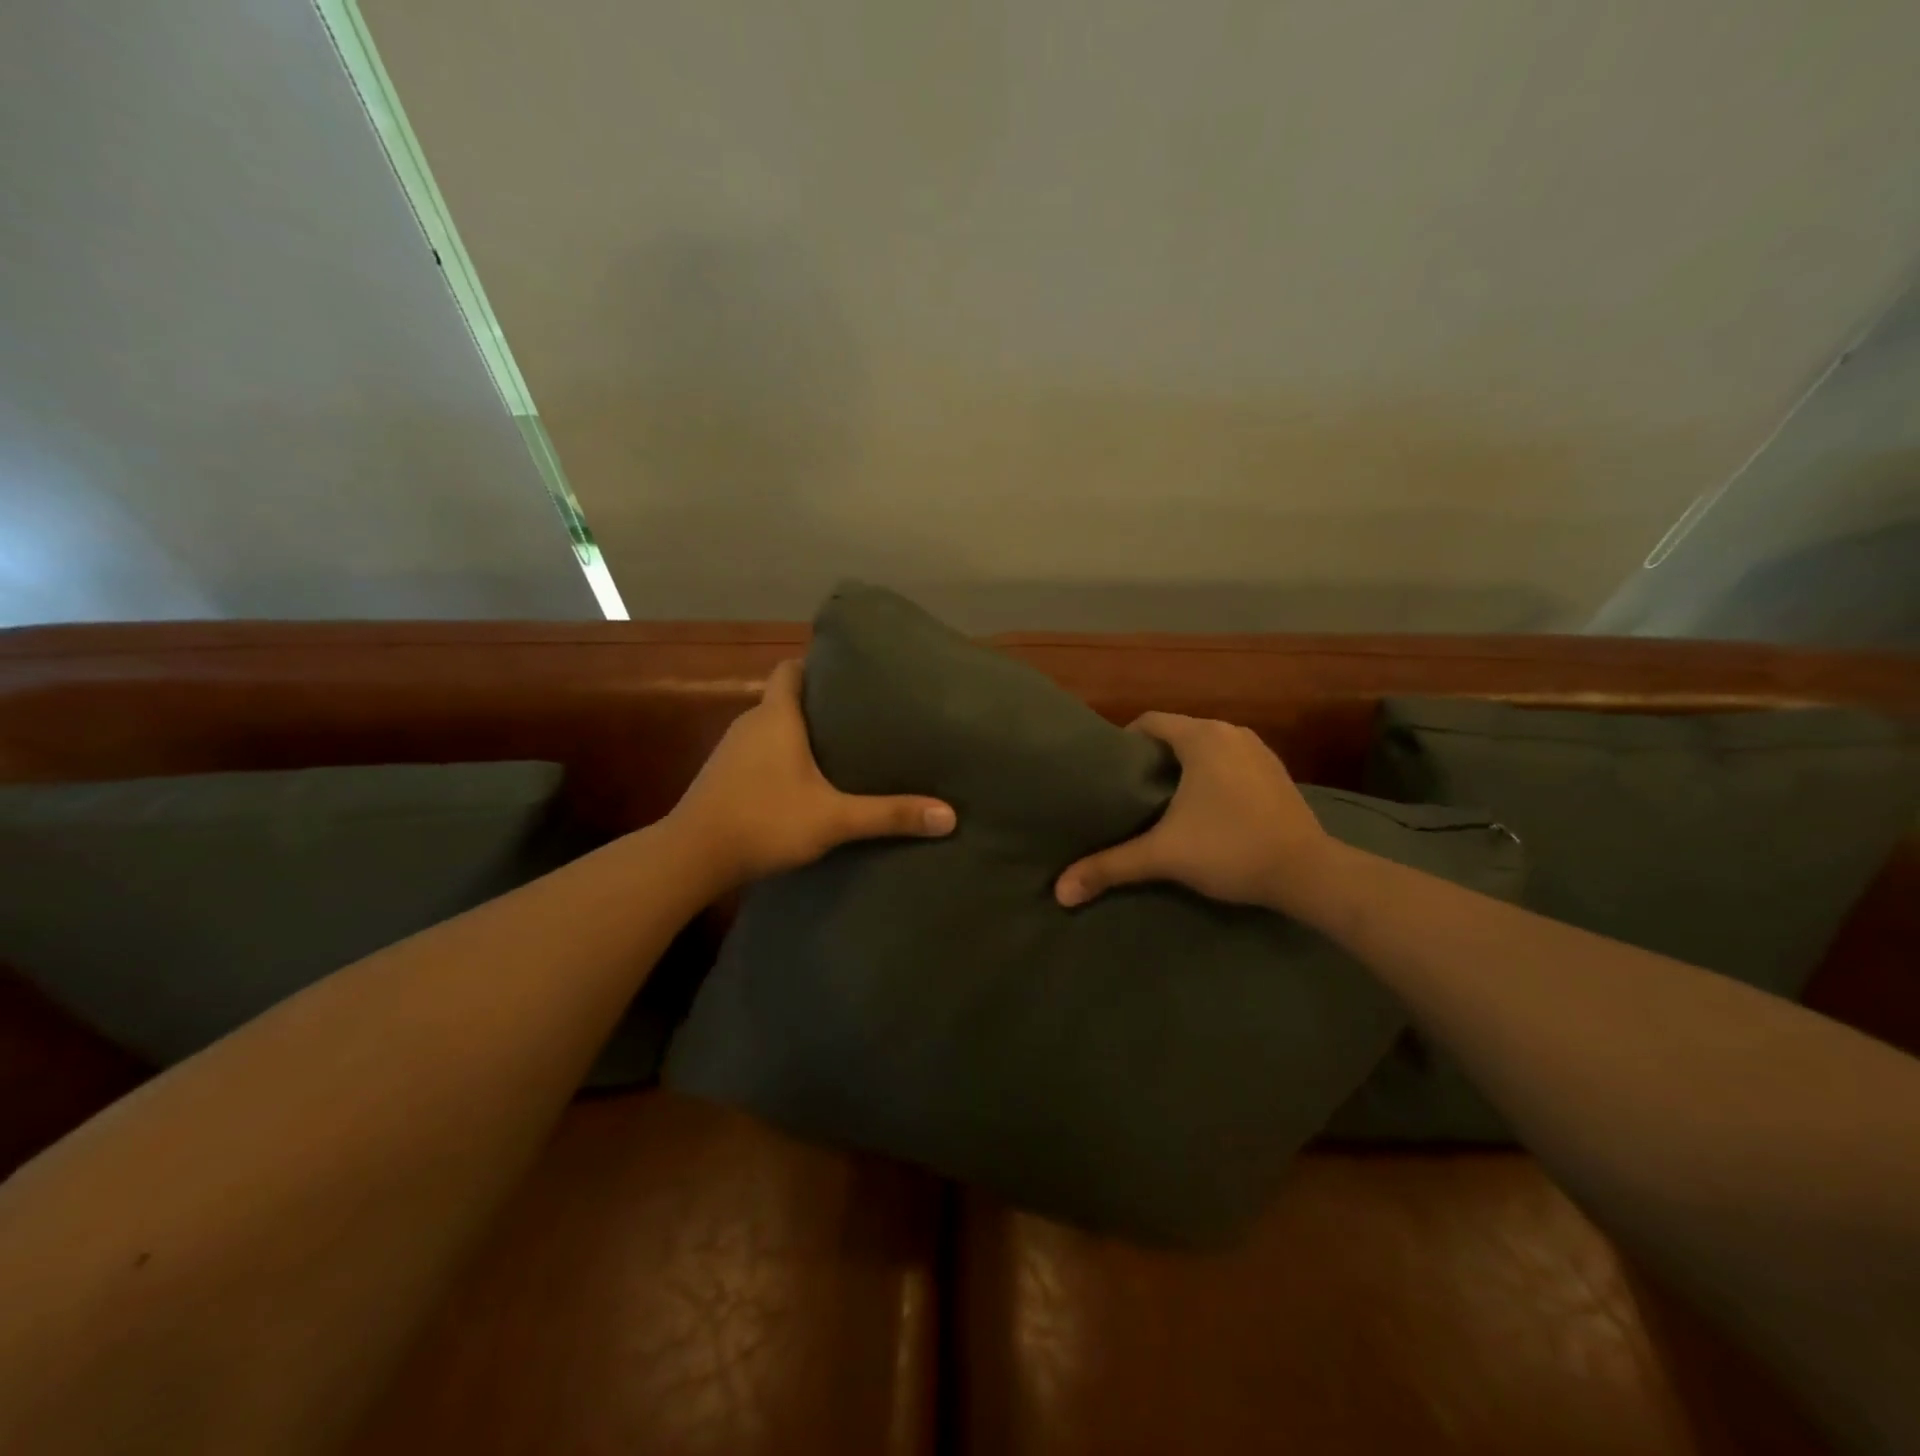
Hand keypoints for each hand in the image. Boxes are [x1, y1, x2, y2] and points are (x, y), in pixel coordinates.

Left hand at [668, 659, 955, 889]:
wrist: (690, 858)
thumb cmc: (764, 820)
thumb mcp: (834, 819)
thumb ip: (889, 815)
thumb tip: (949, 816)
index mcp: (776, 716)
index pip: (791, 669)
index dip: (816, 666)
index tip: (848, 676)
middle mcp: (750, 724)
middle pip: (784, 699)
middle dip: (817, 705)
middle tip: (858, 717)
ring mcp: (730, 751)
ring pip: (769, 729)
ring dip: (796, 735)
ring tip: (837, 750)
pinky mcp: (721, 778)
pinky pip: (756, 755)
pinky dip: (778, 760)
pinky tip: (801, 784)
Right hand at [1054, 712, 1331, 909]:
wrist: (1309, 873)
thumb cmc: (1230, 850)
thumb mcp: (1163, 856)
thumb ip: (1110, 867)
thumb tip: (1060, 891)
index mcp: (1202, 738)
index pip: (1150, 721)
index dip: (1124, 740)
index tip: (1109, 770)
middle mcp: (1231, 732)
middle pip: (1178, 732)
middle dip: (1152, 756)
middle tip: (1129, 788)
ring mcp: (1259, 751)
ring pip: (1207, 746)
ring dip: (1184, 765)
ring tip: (1163, 798)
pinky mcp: (1277, 772)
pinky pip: (1231, 760)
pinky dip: (1213, 774)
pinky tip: (1206, 807)